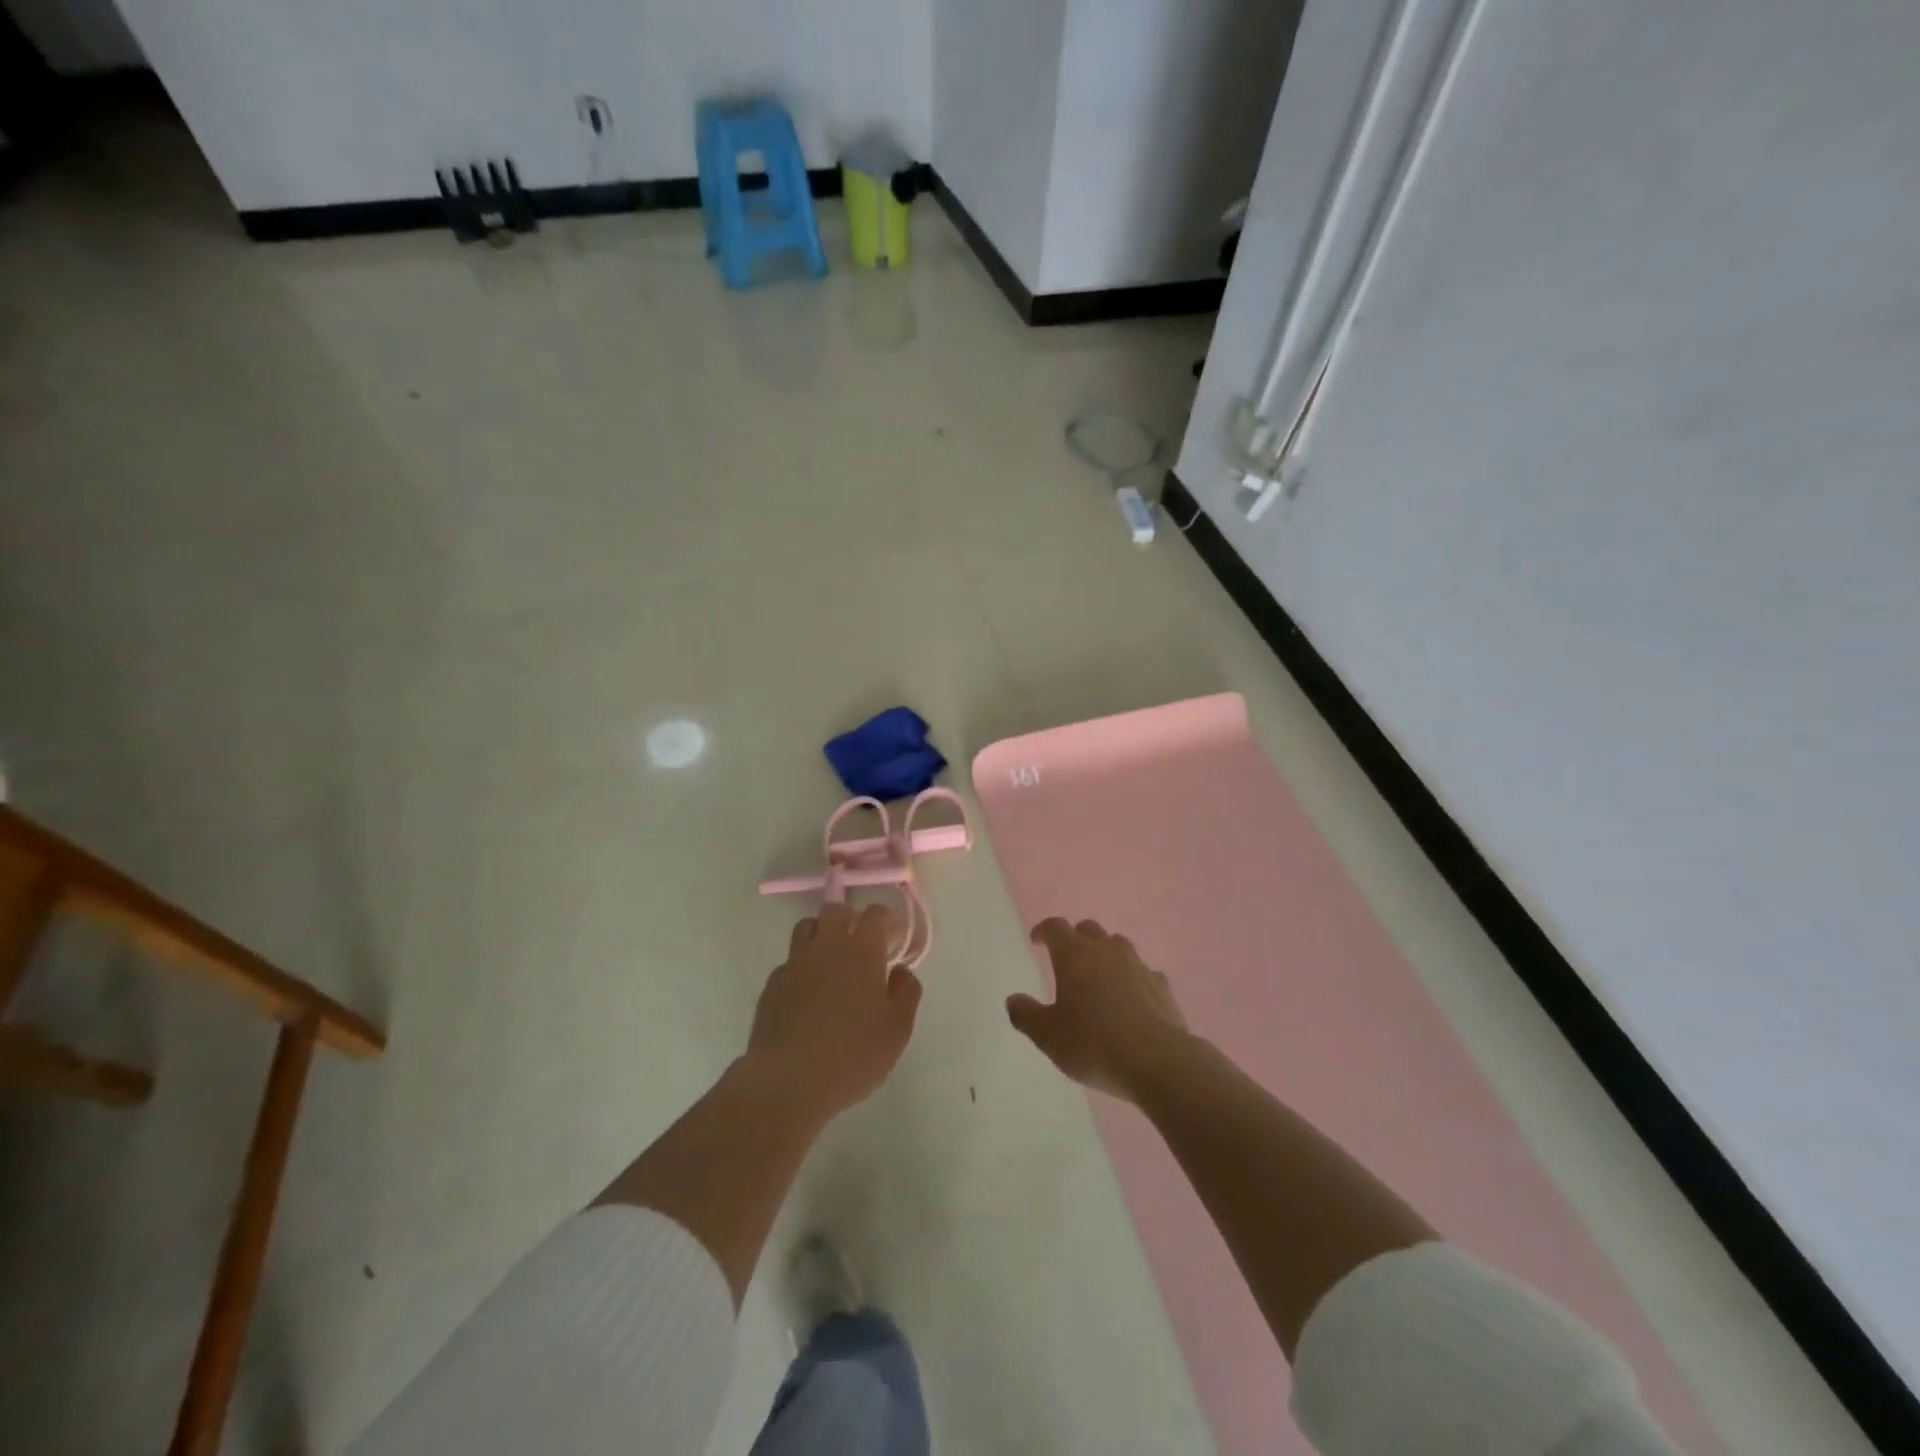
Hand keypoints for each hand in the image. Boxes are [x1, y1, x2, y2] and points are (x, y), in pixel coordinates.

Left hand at [746, 904, 923, 1121]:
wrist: (788, 1080)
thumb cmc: (852, 1055)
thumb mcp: (897, 1030)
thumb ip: (906, 994)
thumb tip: (901, 971)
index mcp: (862, 952)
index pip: (874, 914)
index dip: (883, 917)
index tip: (890, 933)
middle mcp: (827, 947)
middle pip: (835, 911)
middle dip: (850, 917)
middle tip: (859, 941)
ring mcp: (795, 963)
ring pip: (807, 928)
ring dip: (821, 933)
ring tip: (830, 958)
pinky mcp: (772, 984)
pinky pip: (789, 961)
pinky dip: (801, 966)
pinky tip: (807, 992)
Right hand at [1008, 918, 1189, 1101]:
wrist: (1157, 1061)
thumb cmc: (1093, 1043)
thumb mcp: (1048, 1036)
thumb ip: (1026, 1015)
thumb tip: (1012, 1000)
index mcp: (1074, 955)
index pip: (1056, 928)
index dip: (1044, 930)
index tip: (1037, 940)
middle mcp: (1106, 951)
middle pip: (1088, 929)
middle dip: (1075, 938)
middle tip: (1067, 956)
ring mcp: (1138, 966)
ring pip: (1118, 945)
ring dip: (1105, 952)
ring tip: (1099, 973)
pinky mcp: (1162, 986)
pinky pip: (1144, 972)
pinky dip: (1133, 977)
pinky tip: (1132, 997)